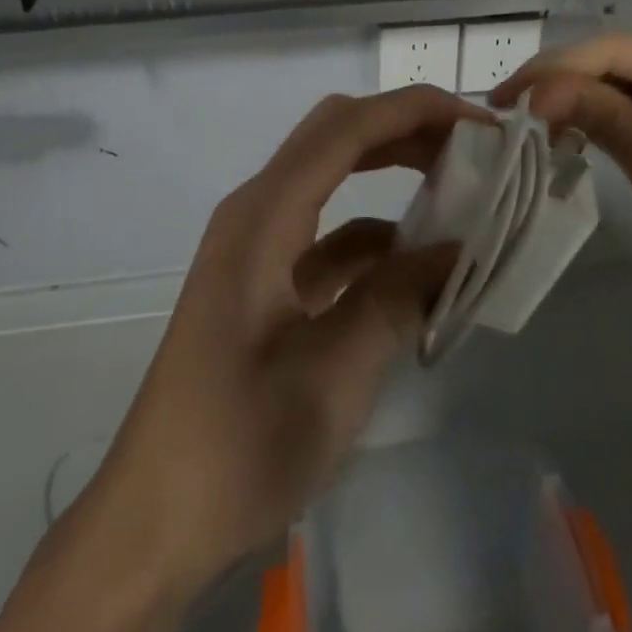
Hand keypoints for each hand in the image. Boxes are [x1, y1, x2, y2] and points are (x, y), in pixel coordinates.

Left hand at [0, 86, 481, 631]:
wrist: (155, 520)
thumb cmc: (238, 443)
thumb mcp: (334, 373)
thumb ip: (398, 298)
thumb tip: (457, 251)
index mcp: (264, 214)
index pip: (346, 128)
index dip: (413, 111)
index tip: (477, 124)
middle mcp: (258, 210)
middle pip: (337, 135)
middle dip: (404, 128)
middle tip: (470, 147)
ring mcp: (260, 243)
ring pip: (333, 176)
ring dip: (391, 172)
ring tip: (456, 187)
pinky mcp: (266, 277)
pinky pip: (329, 232)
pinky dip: (375, 234)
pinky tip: (417, 263)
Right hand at [493, 35, 631, 351]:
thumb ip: (601, 116)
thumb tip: (536, 89)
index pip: (615, 50)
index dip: (554, 69)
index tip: (504, 100)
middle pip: (623, 60)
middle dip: (566, 83)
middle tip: (512, 112)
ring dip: (587, 101)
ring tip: (539, 126)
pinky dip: (616, 119)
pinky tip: (584, 133)